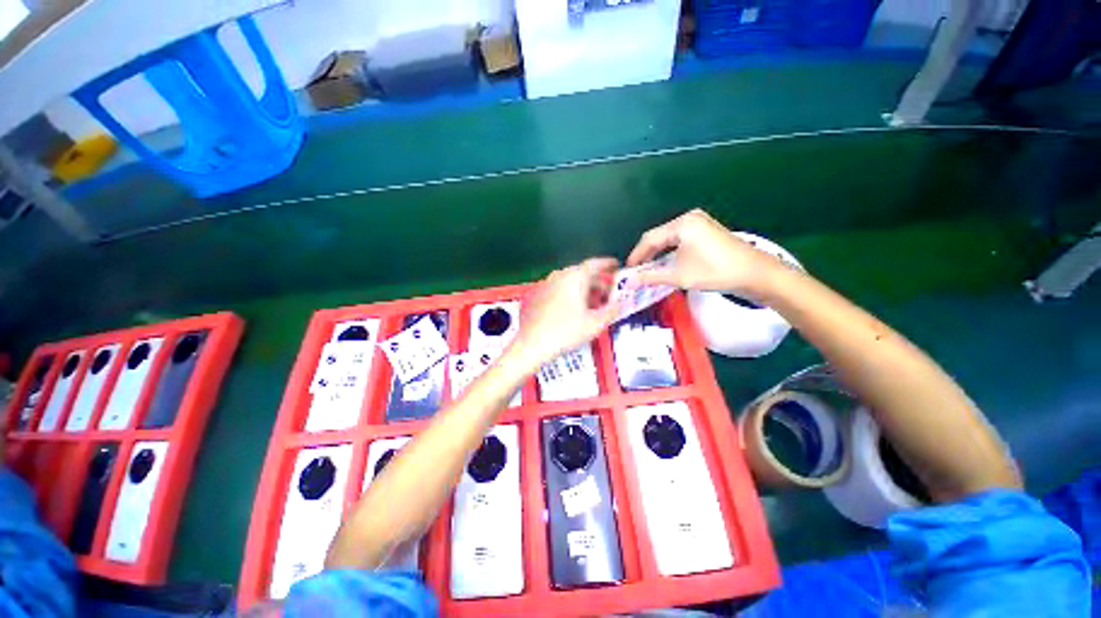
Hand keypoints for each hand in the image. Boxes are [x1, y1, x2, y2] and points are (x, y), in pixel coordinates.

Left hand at [509, 258, 620, 367]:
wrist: (532, 344)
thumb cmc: (566, 332)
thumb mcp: (595, 324)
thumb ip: (612, 311)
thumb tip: (622, 304)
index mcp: (575, 277)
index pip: (594, 263)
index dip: (607, 264)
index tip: (616, 266)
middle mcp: (560, 276)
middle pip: (582, 273)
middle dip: (597, 281)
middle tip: (608, 293)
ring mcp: (546, 284)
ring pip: (570, 281)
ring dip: (584, 288)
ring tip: (593, 303)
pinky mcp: (537, 295)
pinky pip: (559, 288)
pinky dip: (570, 293)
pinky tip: (573, 309)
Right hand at [626, 209, 785, 297]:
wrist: (755, 274)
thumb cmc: (715, 272)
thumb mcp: (680, 276)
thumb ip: (651, 277)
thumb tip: (629, 282)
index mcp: (682, 224)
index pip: (650, 238)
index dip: (636, 255)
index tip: (627, 270)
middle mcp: (689, 218)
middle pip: (659, 236)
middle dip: (646, 254)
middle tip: (636, 271)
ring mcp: (699, 222)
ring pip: (668, 238)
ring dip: (657, 253)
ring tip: (647, 269)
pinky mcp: (706, 230)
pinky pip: (680, 239)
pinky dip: (670, 251)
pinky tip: (665, 262)